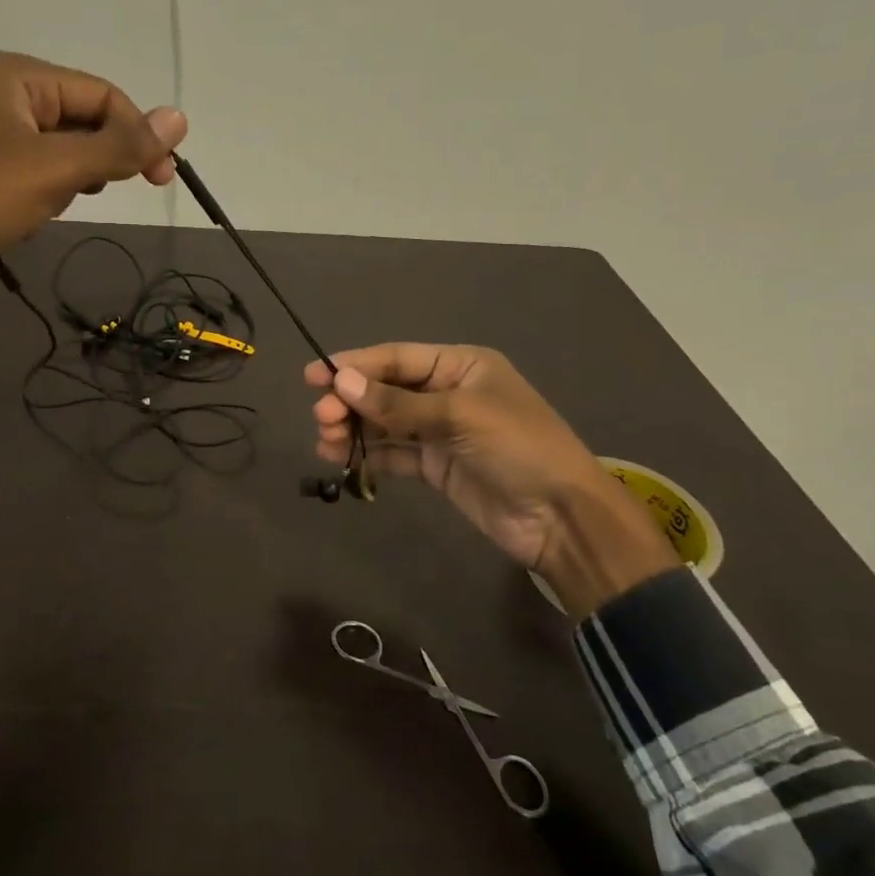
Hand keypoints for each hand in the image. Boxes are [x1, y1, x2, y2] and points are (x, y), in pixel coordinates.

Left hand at [0, 51, 186, 346]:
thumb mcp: (56, 170)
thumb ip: (120, 146)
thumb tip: (181, 118)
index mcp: (18, 76)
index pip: (102, 96)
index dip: (138, 134)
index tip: (163, 180)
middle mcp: (4, 96)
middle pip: (83, 121)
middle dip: (100, 160)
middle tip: (106, 193)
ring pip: (63, 153)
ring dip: (72, 182)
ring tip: (52, 205)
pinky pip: (37, 176)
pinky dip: (46, 197)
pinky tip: (30, 220)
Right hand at [306, 344, 677, 618]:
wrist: (561, 518)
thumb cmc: (518, 448)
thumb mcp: (459, 416)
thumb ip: (398, 403)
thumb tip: (342, 383)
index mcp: (461, 365)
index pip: (396, 358)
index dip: (354, 365)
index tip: (314, 377)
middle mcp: (447, 392)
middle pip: (386, 390)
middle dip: (351, 402)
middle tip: (322, 419)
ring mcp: (441, 431)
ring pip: (385, 423)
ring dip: (355, 429)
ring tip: (327, 443)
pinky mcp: (436, 466)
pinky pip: (393, 454)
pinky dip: (369, 455)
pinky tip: (343, 461)